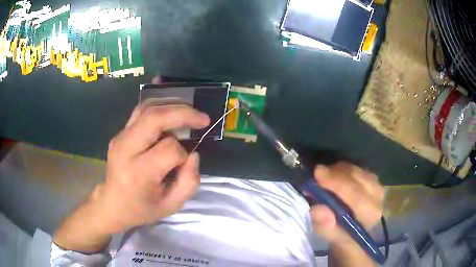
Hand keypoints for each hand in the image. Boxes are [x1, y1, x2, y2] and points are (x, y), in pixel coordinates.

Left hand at [53, 103, 209, 252]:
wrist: (112, 203)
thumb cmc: (142, 208)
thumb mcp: (171, 206)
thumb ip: (189, 182)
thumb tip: (193, 153)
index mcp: (138, 172)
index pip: (169, 149)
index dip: (183, 154)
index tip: (185, 162)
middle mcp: (126, 149)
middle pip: (154, 118)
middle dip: (182, 113)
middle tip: (202, 118)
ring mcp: (120, 137)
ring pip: (147, 108)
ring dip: (172, 104)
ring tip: (190, 111)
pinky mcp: (120, 133)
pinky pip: (140, 110)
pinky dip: (158, 101)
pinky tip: (171, 98)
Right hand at [309, 162, 383, 264]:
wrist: (355, 228)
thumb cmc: (343, 234)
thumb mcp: (331, 235)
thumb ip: (325, 226)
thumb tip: (317, 209)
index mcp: (370, 213)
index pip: (355, 194)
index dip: (336, 183)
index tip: (317, 173)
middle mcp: (377, 196)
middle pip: (355, 177)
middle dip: (334, 174)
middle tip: (315, 176)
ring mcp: (376, 184)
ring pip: (354, 169)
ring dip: (336, 171)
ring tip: (323, 180)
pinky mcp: (373, 178)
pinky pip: (355, 167)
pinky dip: (341, 170)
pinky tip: (333, 178)